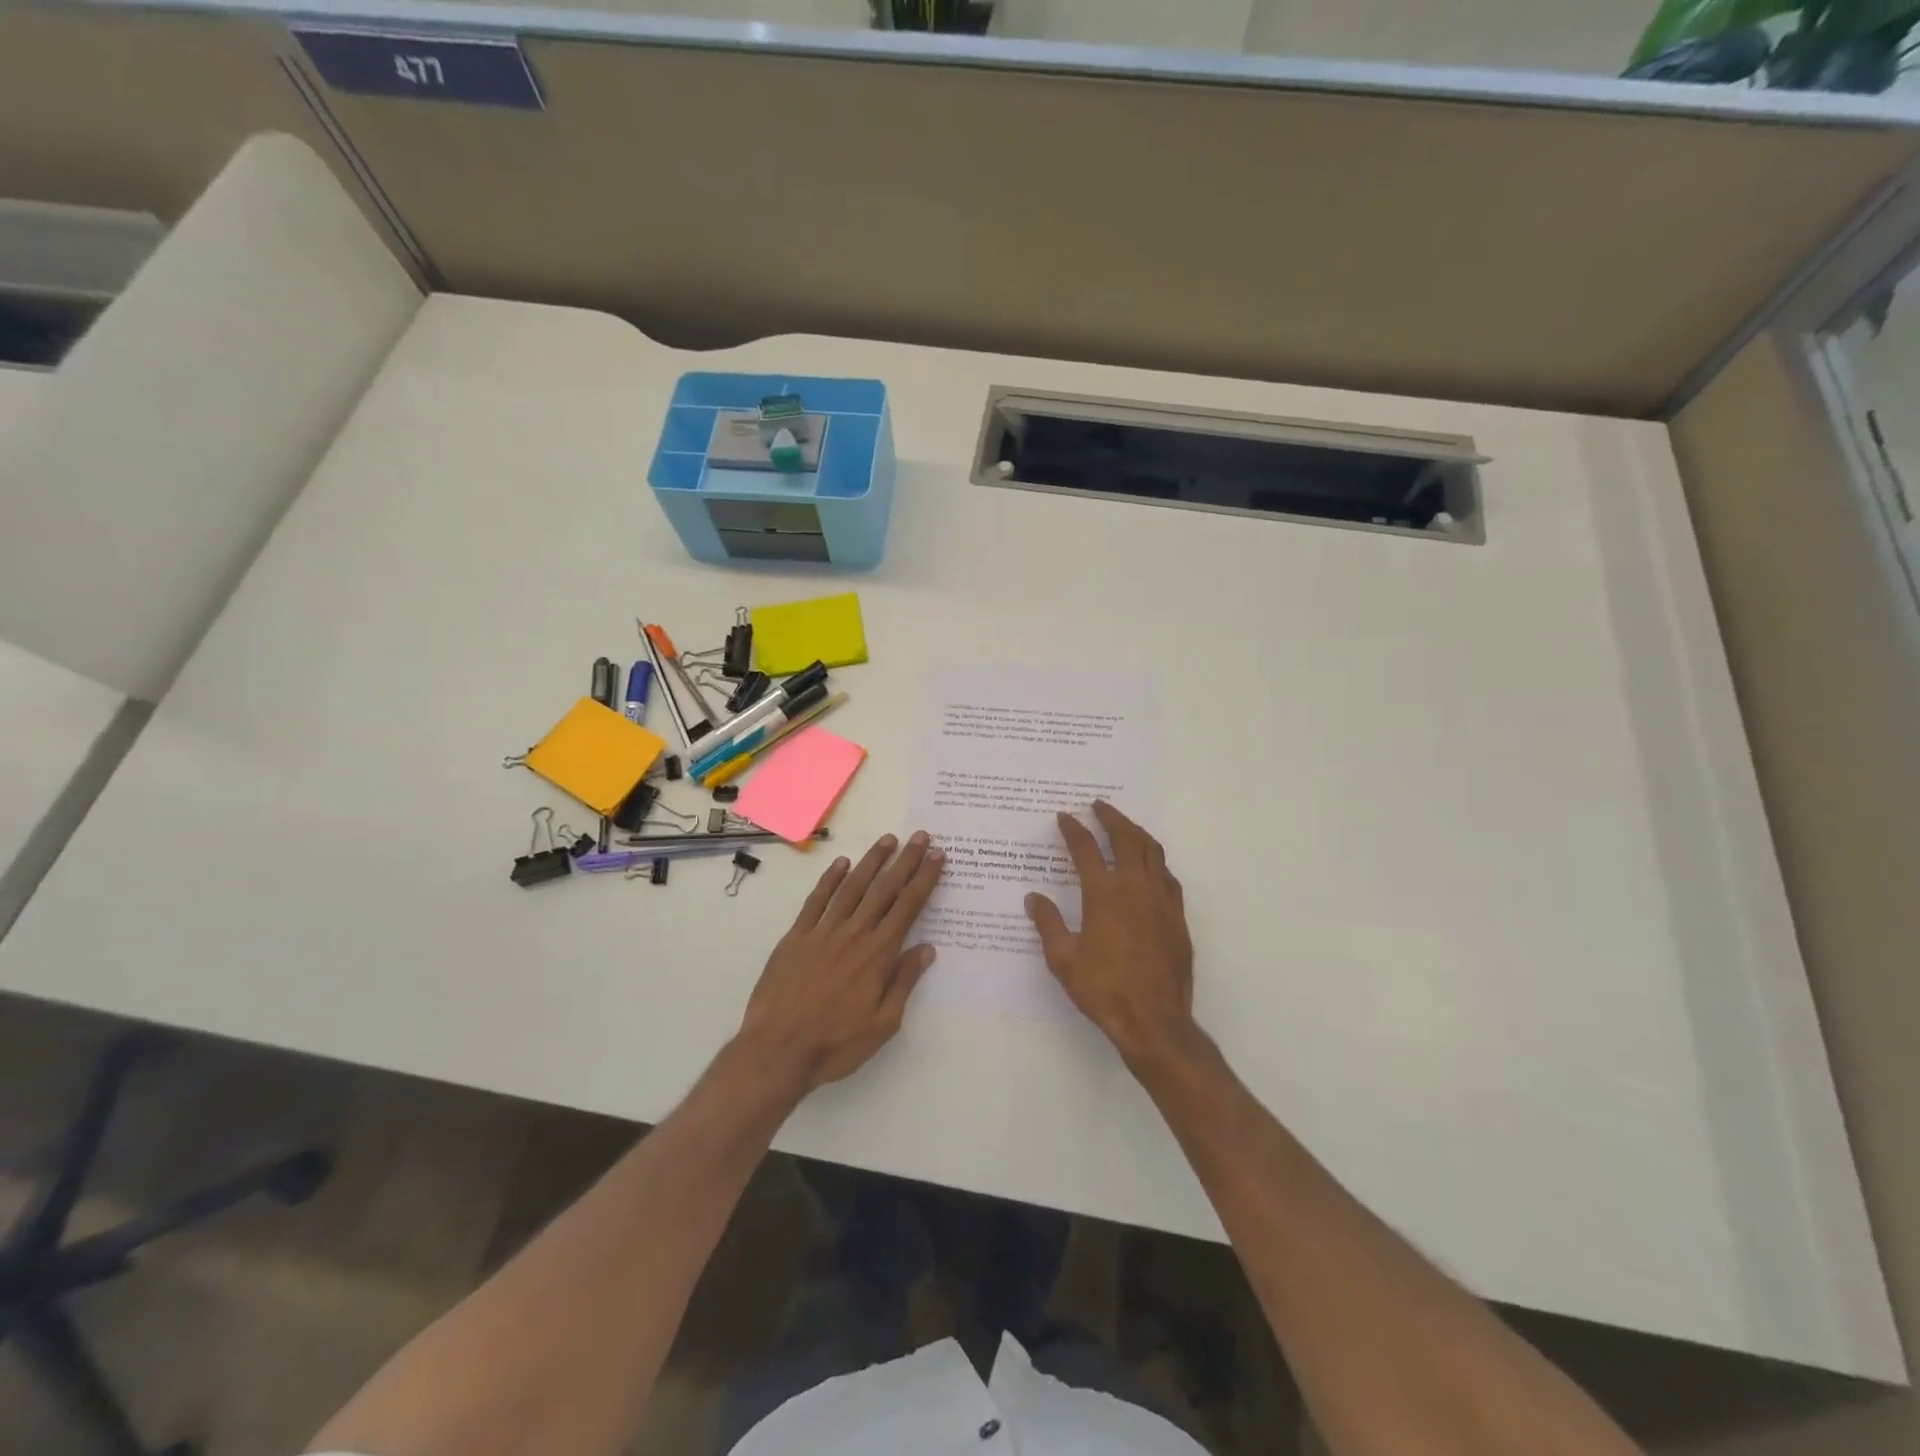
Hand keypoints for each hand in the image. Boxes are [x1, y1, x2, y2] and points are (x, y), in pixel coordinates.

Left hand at [737, 831, 943, 1097]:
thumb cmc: (836, 1043)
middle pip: (885, 889)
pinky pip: (816, 900)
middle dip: (906, 860)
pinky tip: (841, 864)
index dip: (925, 879)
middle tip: (921, 836)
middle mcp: (854, 933)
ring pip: (852, 887)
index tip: (938, 856)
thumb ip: (904, 982)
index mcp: (878, 954)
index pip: (908, 906)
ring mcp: (823, 932)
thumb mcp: (883, 1024)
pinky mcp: (796, 937)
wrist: (777, 1050)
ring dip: (872, 861)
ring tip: (887, 840)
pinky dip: (830, 879)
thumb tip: (926, 948)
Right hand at [1025, 802, 1195, 1067]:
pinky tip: (1149, 865)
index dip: (1073, 830)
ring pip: (1152, 852)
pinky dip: (1155, 861)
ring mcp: (1161, 901)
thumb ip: (1048, 924)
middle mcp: (1135, 888)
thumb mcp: (1064, 960)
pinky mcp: (1177, 917)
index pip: (1086, 850)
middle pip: (1126, 839)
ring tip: (1124, 826)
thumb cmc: (1104, 990)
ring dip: (1136, 833)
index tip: (1064, 816)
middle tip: (1098, 806)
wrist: (1155, 1021)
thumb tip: (1034, 898)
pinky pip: (1167, 876)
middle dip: (1111, 818)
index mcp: (1104, 895)